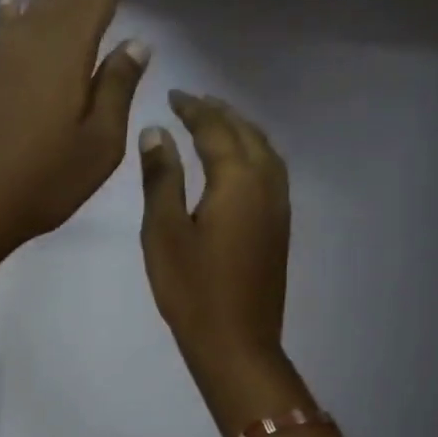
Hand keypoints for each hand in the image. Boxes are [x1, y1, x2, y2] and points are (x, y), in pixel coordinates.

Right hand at [138, 91, 291, 389]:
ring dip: (240, 130)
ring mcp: (278, 206)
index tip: (173, 95)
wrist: (236, 341)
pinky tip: (237, 163)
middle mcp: (266, 183)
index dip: (194, 109)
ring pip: (265, 150)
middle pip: (246, 133)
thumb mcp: (164, 231)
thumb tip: (157, 133)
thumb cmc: (191, 288)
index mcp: (237, 180)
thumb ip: (161, 178)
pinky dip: (253, 152)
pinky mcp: (279, 226)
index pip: (216, 129)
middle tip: (192, 102)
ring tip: (215, 123)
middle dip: (220, 113)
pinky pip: (271, 171)